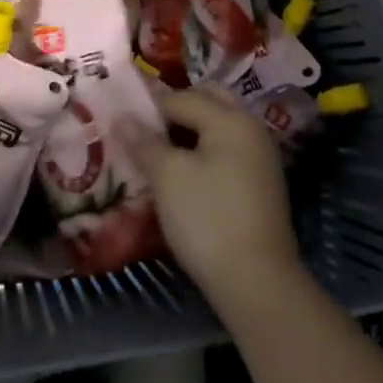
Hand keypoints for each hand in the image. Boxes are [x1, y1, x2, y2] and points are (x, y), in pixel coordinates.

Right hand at [124, 87, 300, 312]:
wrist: (258, 285)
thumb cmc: (207, 219)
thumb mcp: (167, 177)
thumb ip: (144, 141)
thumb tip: (122, 116)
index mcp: (230, 118)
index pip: (180, 97)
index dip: (147, 106)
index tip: (120, 118)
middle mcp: (250, 128)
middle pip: (206, 102)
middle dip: (174, 110)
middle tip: (145, 128)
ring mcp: (260, 157)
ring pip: (218, 128)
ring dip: (189, 132)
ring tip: (158, 151)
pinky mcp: (261, 184)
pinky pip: (227, 151)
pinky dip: (204, 152)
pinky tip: (182, 174)